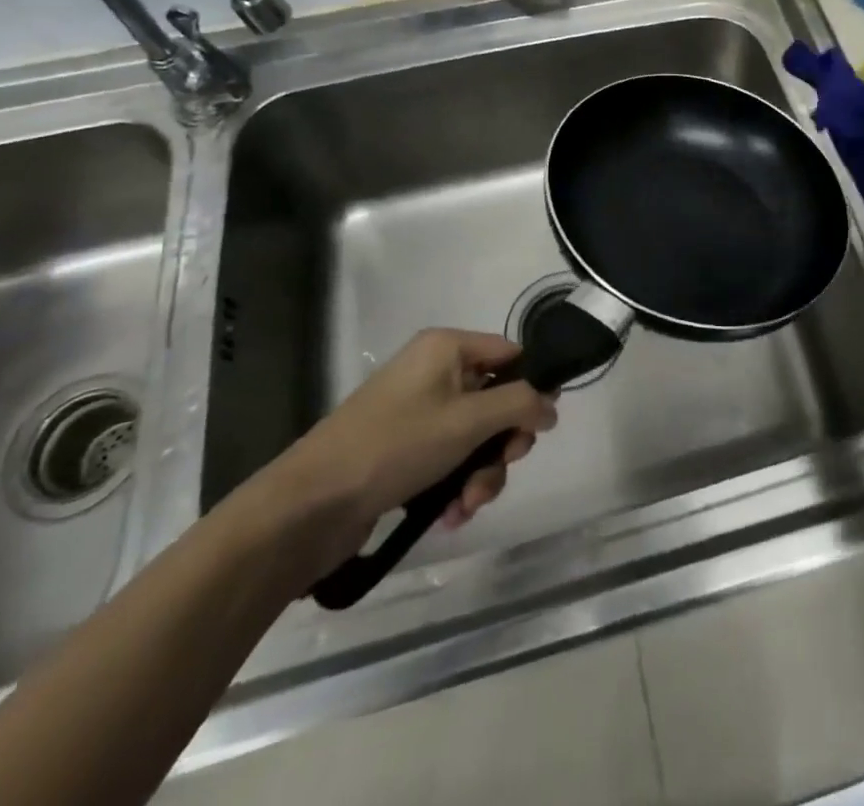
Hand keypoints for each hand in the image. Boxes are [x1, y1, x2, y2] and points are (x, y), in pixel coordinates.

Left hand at [258, 330, 557, 578]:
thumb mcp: (468, 421)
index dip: (532, 388)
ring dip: (481, 474)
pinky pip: (450, 459)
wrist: (310, 505)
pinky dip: (456, 486)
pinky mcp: (405, 450)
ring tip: (466, 506)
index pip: (510, 355)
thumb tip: (552, 404)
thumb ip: (520, 405)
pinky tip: (448, 516)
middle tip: (500, 467)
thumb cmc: (396, 445)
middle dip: (502, 444)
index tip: (540, 427)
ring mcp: (418, 413)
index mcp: (447, 348)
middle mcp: (434, 372)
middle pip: (496, 401)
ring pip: (475, 437)